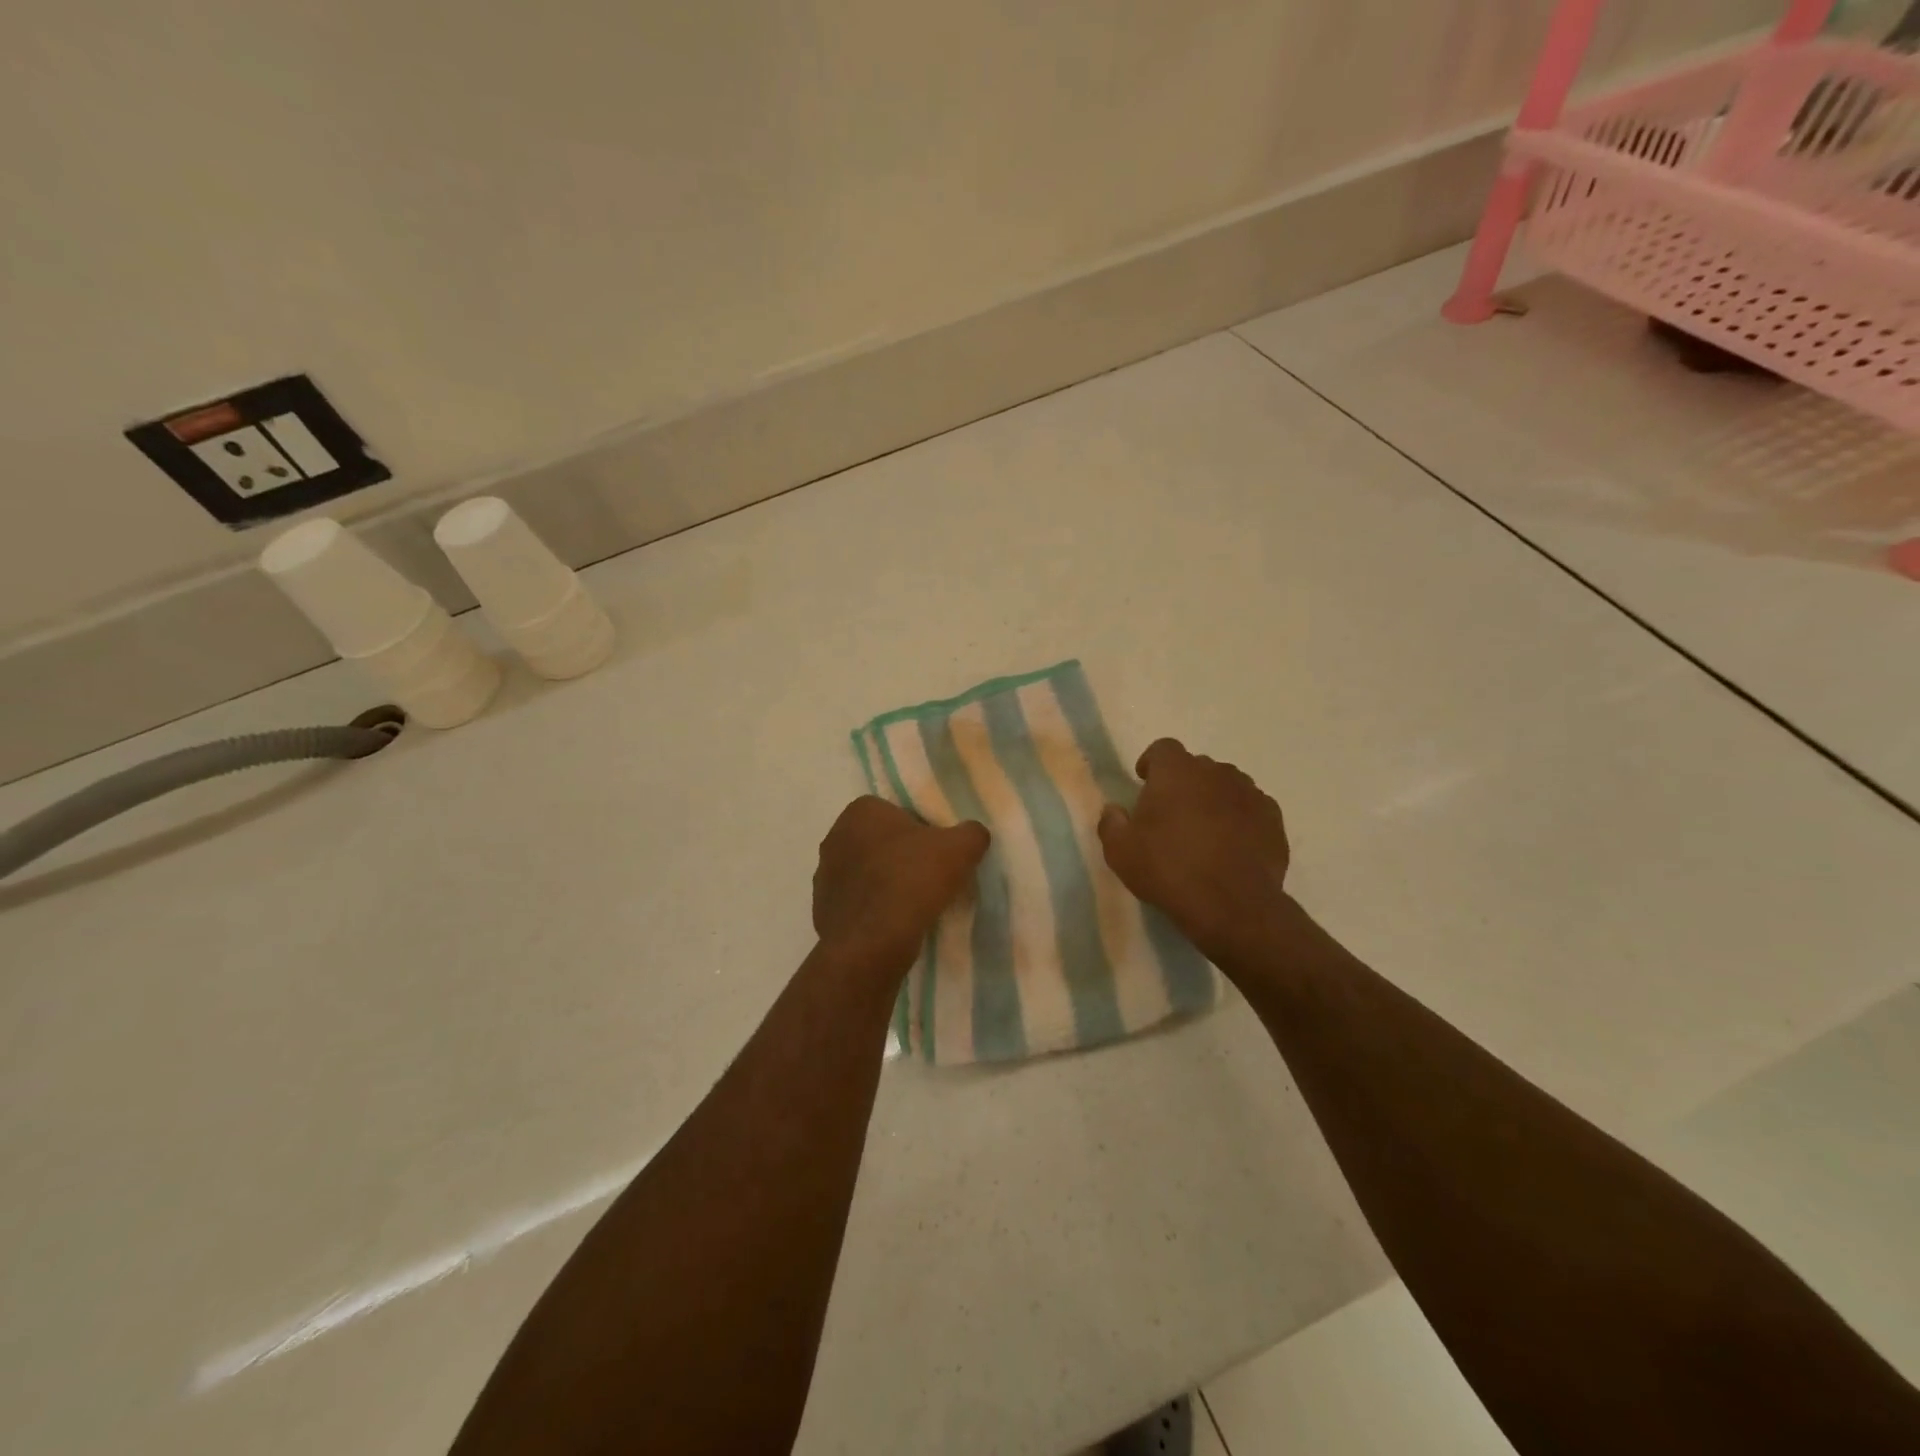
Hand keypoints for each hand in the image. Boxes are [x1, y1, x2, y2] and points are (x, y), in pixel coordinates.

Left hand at [813, 797, 990, 981]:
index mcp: (861, 811)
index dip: (922, 832)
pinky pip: (856, 904)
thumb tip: (972, 835)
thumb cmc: (912, 880)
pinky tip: (893, 925)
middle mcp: (835, 836)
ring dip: (885, 884)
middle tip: (929, 879)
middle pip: (880, 842)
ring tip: (913, 906)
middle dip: (901, 857)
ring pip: (866, 874)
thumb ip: (971, 833)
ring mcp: (823, 875)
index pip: (898, 813)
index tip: (938, 855)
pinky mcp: (821, 910)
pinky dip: (873, 911)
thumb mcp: (961, 848)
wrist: (872, 942)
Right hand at [1098, 739, 1291, 964]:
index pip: (1163, 749)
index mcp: (1176, 771)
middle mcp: (1216, 772)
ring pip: (1226, 786)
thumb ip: (1111, 823)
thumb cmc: (1168, 869)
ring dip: (1213, 799)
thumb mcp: (1120, 852)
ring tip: (1204, 831)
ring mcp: (1250, 794)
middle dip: (1183, 783)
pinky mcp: (1273, 819)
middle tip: (1172, 814)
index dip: (1153, 763)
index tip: (1145, 782)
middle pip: (1196, 767)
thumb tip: (1114, 810)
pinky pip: (1250, 809)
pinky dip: (1239, 819)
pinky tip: (1231, 847)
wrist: (1232, 904)